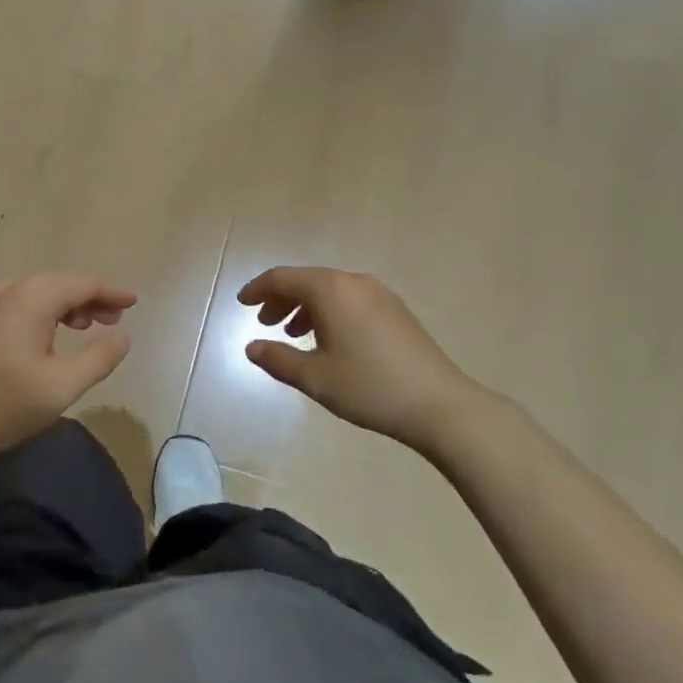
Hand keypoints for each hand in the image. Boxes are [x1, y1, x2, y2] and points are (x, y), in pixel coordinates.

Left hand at [0, 274, 135, 469]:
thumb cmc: (3, 406)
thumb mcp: (63, 387)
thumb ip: (99, 357)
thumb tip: (122, 336)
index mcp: (30, 299)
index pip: (81, 284)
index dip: (110, 293)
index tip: (132, 303)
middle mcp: (3, 290)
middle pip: (55, 285)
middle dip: (86, 300)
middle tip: (109, 320)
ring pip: (30, 295)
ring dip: (59, 307)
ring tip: (77, 327)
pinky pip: (7, 307)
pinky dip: (31, 315)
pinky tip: (34, 339)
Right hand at [239, 267, 481, 453]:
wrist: (440, 404)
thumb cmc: (369, 388)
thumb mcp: (315, 378)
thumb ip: (278, 359)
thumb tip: (252, 347)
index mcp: (330, 290)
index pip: (283, 278)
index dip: (258, 289)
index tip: (241, 303)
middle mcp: (354, 282)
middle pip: (307, 280)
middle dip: (281, 299)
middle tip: (264, 323)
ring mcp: (379, 294)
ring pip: (330, 290)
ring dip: (305, 307)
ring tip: (293, 335)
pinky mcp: (396, 310)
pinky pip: (350, 300)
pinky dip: (329, 312)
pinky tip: (329, 341)